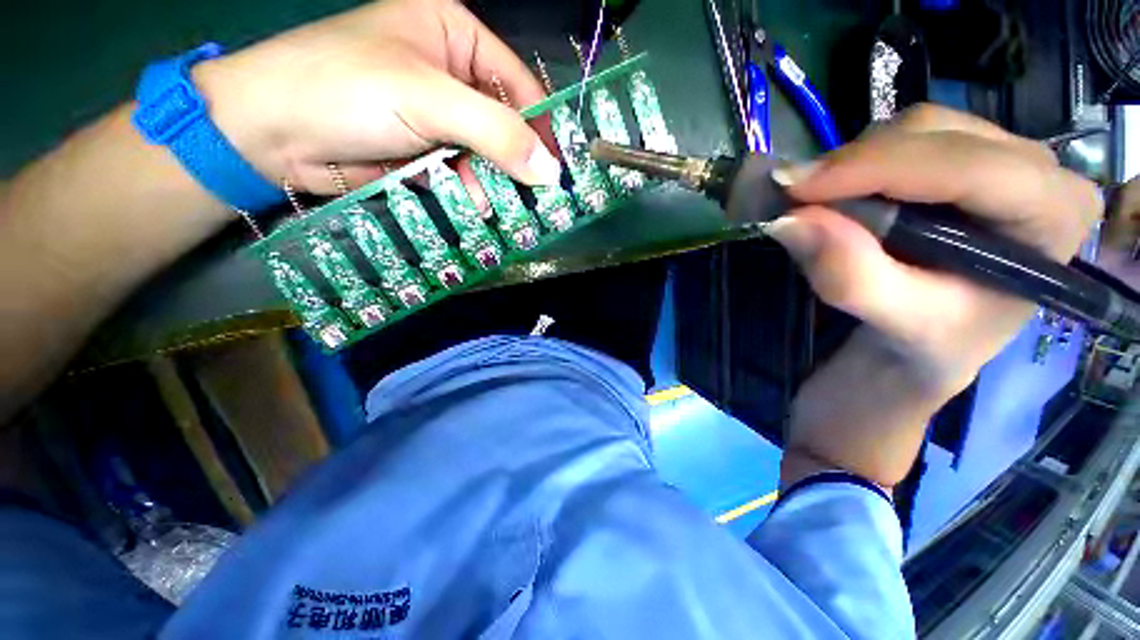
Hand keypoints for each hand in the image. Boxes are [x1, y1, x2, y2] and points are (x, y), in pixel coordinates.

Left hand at [191, 0, 562, 195]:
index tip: (560, 170)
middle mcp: (452, 74)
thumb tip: (551, 172)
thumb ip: (496, 133)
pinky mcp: (426, 151)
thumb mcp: (428, 99)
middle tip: (538, 198)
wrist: (271, 133)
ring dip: (492, 182)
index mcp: (456, 36)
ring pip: (487, 155)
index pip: (520, 85)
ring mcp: (439, 117)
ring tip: (496, 206)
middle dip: (518, 163)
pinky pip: (464, 173)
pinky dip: (470, 191)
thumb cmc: (346, 90)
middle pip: (506, 124)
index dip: (543, 128)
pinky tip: (472, 204)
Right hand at [767, 105, 1100, 486]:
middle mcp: (1041, 192)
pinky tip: (840, 192)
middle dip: (865, 158)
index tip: (798, 186)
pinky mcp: (958, 187)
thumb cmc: (910, 366)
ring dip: (861, 157)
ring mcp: (1000, 182)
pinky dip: (864, 160)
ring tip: (816, 196)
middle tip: (795, 192)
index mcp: (1051, 233)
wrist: (905, 376)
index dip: (879, 167)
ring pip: (927, 130)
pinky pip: (909, 146)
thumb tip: (787, 216)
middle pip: (948, 135)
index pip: (974, 167)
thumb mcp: (887, 327)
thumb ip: (843, 269)